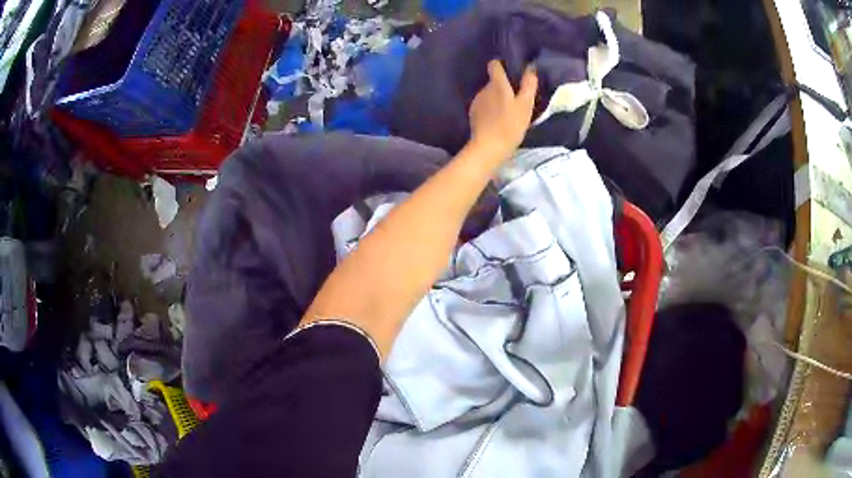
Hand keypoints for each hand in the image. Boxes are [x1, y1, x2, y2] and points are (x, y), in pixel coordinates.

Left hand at [468, 60, 537, 156]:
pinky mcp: (473, 114)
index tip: (510, 70)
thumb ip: (528, 85)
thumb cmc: (510, 124)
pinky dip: (491, 110)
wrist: (489, 147)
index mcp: (497, 84)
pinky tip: (498, 121)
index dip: (501, 65)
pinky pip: (484, 106)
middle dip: (503, 87)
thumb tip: (530, 68)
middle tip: (516, 98)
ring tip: (508, 112)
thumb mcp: (526, 105)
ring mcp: (477, 101)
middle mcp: (484, 89)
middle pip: (493, 82)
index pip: (494, 65)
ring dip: (497, 99)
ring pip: (489, 95)